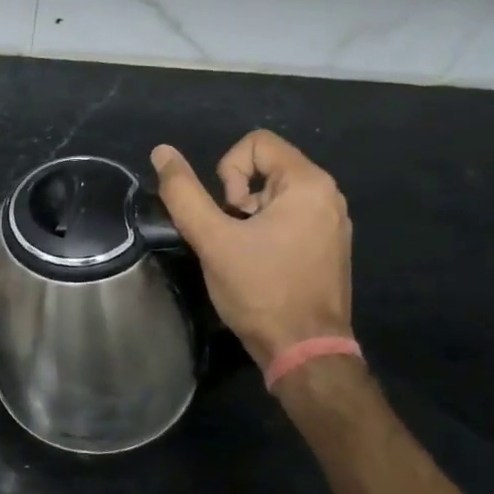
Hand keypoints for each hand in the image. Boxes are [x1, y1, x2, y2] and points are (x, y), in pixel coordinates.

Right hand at [150, 132, 351, 366]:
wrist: (304, 351)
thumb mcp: (212, 239)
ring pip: (274, 195)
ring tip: (243, 253)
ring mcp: (332, 223)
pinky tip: (259, 265)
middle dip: (236, 197)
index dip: (228, 169)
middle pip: (265, 167)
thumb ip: (183, 193)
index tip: (226, 212)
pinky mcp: (329, 247)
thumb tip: (161, 152)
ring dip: (248, 217)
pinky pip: (289, 218)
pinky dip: (266, 232)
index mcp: (308, 184)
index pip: (257, 142)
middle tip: (231, 236)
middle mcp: (328, 196)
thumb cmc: (260, 290)